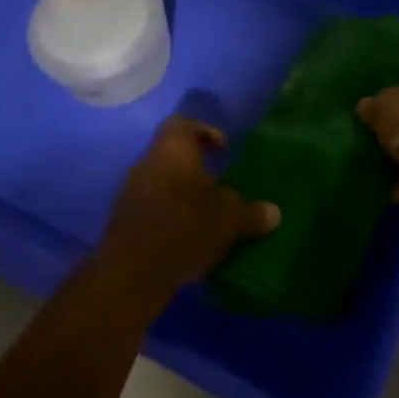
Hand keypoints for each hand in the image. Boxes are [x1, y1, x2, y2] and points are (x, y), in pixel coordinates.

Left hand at [97, 118, 280, 293]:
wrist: (131, 273)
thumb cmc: (185, 226)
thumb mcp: (229, 218)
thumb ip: (252, 212)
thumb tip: (274, 212)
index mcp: (172, 149)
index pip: (183, 124)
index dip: (205, 131)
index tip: (223, 149)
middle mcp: (147, 163)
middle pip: (172, 154)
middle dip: (196, 168)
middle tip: (221, 184)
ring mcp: (131, 193)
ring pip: (162, 182)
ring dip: (183, 194)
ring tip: (209, 214)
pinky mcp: (124, 223)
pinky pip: (153, 209)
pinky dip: (171, 216)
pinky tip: (189, 237)